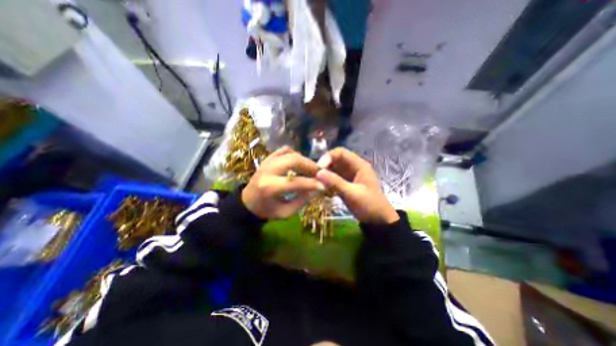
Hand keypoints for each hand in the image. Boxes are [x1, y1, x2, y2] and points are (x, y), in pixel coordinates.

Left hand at [242, 145, 323, 218]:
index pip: (296, 182)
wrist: (247, 202)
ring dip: (304, 160)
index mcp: (269, 187)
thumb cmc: (266, 210)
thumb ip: (302, 200)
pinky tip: (299, 162)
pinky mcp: (267, 158)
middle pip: (294, 160)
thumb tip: (318, 188)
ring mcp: (267, 162)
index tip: (324, 185)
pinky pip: (284, 150)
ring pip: (290, 153)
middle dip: (310, 165)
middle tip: (320, 172)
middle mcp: (268, 171)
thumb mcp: (285, 212)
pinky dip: (295, 154)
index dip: (312, 183)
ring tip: (311, 169)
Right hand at [318, 147, 399, 224]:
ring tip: (315, 182)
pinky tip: (320, 187)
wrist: (378, 220)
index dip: (328, 157)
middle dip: (324, 166)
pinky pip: (333, 178)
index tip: (318, 168)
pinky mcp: (345, 183)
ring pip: (333, 169)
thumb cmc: (369, 205)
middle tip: (314, 176)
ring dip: (324, 174)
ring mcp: (348, 175)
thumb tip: (318, 173)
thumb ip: (336, 183)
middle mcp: (353, 167)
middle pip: (335, 160)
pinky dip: (326, 181)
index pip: (341, 153)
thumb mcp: (352, 194)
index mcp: (359, 165)